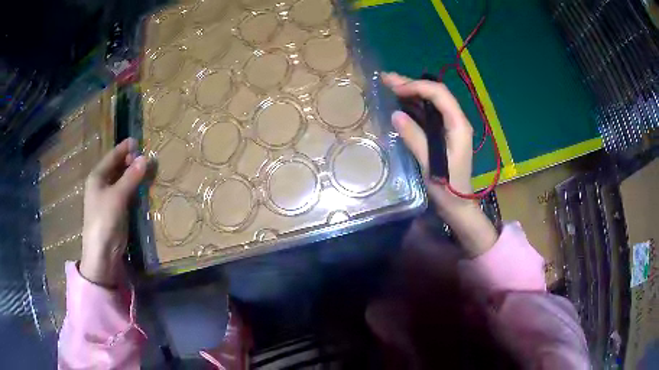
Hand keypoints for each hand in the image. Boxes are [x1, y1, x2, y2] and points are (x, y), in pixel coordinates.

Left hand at [80, 138, 146, 285]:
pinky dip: (135, 188)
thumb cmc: (104, 220)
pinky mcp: (117, 210)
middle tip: (147, 156)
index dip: (125, 148)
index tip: (139, 141)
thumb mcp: (117, 196)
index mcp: (97, 176)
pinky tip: (144, 186)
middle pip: (117, 167)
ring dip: (134, 174)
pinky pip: (126, 193)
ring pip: (123, 180)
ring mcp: (109, 198)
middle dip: (131, 161)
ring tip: (148, 168)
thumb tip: (146, 158)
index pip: (112, 156)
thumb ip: (131, 177)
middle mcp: (102, 184)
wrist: (102, 253)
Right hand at [382, 72, 496, 255]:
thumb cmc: (448, 188)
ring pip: (431, 102)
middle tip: (386, 79)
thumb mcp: (430, 164)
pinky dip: (413, 106)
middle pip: (435, 94)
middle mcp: (456, 121)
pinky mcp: (443, 135)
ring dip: (411, 93)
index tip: (395, 89)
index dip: (417, 86)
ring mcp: (450, 128)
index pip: (439, 94)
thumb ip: (415, 138)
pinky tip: (400, 103)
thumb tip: (396, 115)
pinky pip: (428, 114)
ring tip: (389, 85)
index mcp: (458, 125)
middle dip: (411, 84)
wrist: (458, 206)